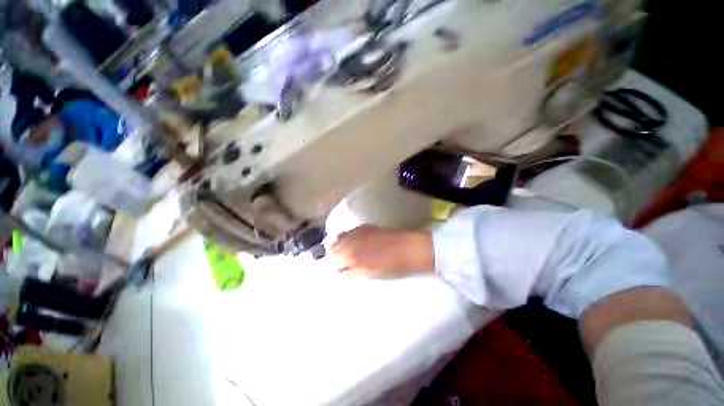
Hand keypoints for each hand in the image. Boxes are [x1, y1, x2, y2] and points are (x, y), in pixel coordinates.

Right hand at [331, 225, 434, 278]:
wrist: (407, 248)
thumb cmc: (390, 266)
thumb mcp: (370, 274)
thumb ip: (353, 273)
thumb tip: (342, 274)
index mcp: (352, 255)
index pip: (334, 259)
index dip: (334, 265)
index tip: (338, 269)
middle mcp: (352, 240)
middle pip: (334, 245)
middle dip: (335, 254)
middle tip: (341, 262)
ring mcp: (359, 231)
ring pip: (341, 236)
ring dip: (340, 244)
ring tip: (347, 252)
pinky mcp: (366, 227)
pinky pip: (351, 231)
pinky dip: (349, 237)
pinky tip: (355, 242)